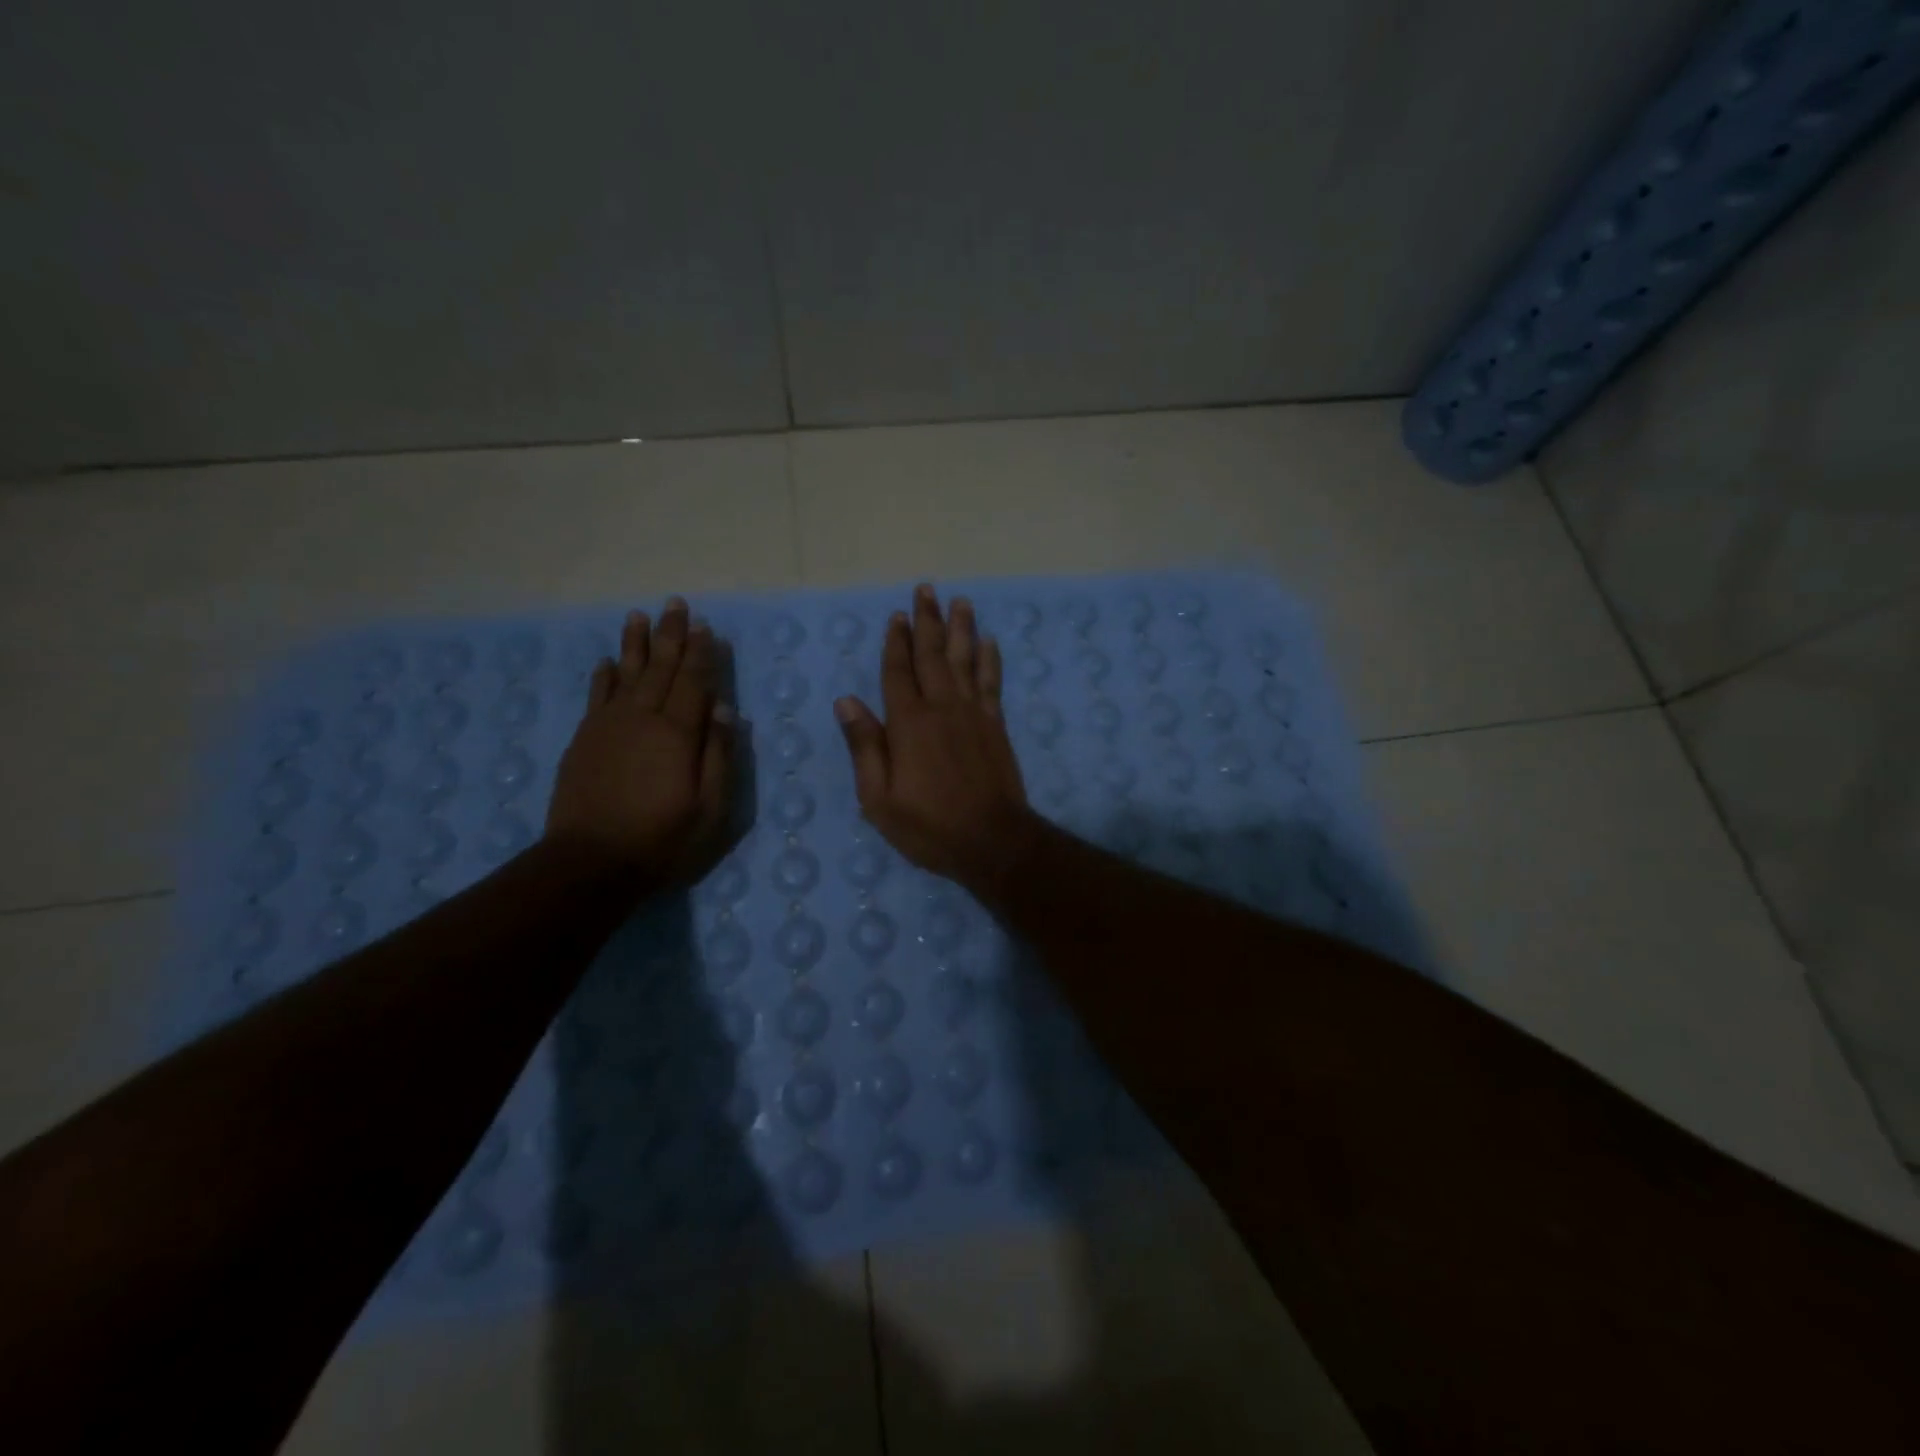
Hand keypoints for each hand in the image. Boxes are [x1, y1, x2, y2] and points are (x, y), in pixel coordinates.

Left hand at [545, 597, 735, 886]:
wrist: (589, 864)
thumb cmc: (661, 840)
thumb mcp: (710, 809)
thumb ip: (719, 756)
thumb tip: (726, 710)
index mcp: (677, 734)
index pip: (695, 683)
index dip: (703, 654)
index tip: (707, 627)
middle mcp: (642, 719)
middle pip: (661, 669)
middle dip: (672, 636)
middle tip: (676, 604)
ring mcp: (608, 727)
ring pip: (626, 674)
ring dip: (635, 645)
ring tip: (639, 616)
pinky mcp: (584, 740)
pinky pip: (596, 697)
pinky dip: (604, 677)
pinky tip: (607, 662)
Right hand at [834, 584, 1036, 891]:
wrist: (992, 841)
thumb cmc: (929, 826)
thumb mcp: (879, 798)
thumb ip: (865, 746)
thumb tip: (847, 701)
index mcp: (908, 724)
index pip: (898, 672)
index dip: (896, 643)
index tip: (897, 616)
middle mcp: (941, 708)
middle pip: (933, 655)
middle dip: (928, 621)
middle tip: (927, 590)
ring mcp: (973, 714)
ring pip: (965, 660)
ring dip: (962, 629)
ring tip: (960, 602)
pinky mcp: (996, 725)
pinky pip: (991, 683)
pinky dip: (990, 660)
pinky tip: (989, 642)